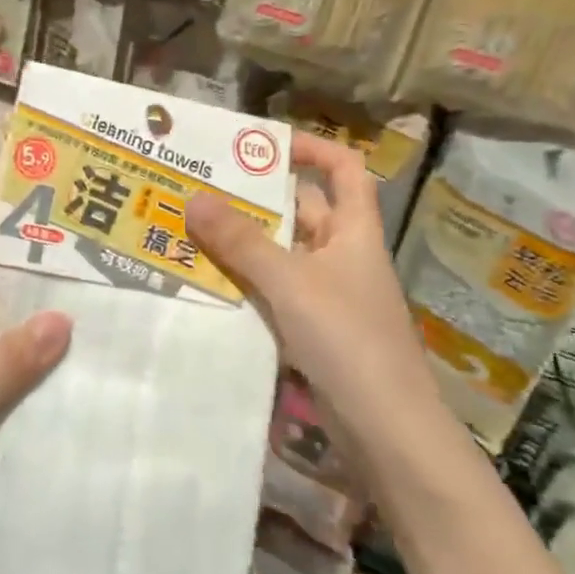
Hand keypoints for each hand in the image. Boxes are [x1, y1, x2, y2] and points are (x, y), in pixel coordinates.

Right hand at [184, 134, 433, 440]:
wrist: (384, 428)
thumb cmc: (347, 339)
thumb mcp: (290, 282)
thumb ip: (242, 242)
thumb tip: (194, 197)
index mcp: (354, 231)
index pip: (344, 169)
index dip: (311, 148)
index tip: (262, 145)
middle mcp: (342, 255)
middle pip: (301, 211)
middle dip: (256, 198)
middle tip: (201, 186)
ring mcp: (327, 295)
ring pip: (281, 254)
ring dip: (243, 242)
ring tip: (190, 226)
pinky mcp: (312, 329)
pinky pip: (274, 291)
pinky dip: (245, 281)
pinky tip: (207, 280)